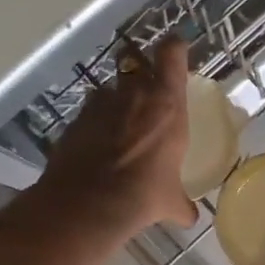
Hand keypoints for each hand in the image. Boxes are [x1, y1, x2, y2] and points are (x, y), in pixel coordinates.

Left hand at [36, 37, 197, 235]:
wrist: (90, 203)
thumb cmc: (144, 194)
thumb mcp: (170, 201)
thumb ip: (181, 203)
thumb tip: (189, 217)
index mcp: (166, 103)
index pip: (172, 53)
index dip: (174, 48)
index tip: (175, 50)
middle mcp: (133, 94)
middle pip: (135, 63)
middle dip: (138, 72)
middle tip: (144, 90)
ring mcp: (99, 105)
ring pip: (107, 90)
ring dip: (113, 101)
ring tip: (116, 125)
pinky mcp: (74, 121)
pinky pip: (87, 115)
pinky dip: (92, 126)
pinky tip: (95, 148)